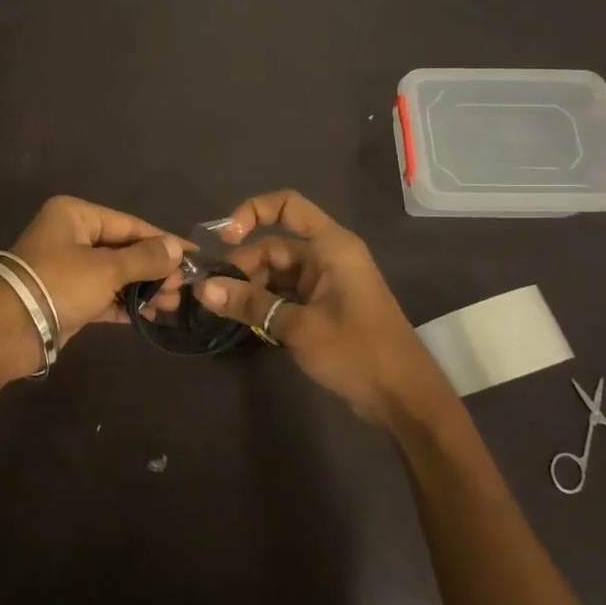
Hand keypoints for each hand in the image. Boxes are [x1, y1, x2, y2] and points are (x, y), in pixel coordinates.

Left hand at [0, 197, 185, 375]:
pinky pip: (104, 296)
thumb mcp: (106, 268)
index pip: (130, 225)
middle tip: (183, 288)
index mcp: (76, 215)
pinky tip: (151, 314)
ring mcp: (69, 269)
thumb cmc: (58, 285)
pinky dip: (125, 304)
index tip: (195, 258)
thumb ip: (145, 258)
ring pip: (116, 274)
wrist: (7, 330)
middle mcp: (72, 236)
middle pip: (124, 249)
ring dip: (144, 288)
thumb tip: (178, 248)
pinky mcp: (69, 298)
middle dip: (155, 269)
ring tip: (172, 303)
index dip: (164, 241)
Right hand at [194, 189, 451, 425]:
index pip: (287, 206)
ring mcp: (325, 284)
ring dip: (250, 290)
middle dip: (241, 268)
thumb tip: (202, 288)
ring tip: (223, 312)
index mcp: (331, 246)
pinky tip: (244, 323)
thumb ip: (249, 304)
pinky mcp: (322, 308)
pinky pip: (284, 295)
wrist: (404, 399)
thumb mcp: (298, 327)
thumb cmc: (357, 352)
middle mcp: (327, 257)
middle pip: (273, 247)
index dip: (252, 212)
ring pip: (275, 274)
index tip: (223, 240)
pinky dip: (264, 305)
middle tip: (212, 296)